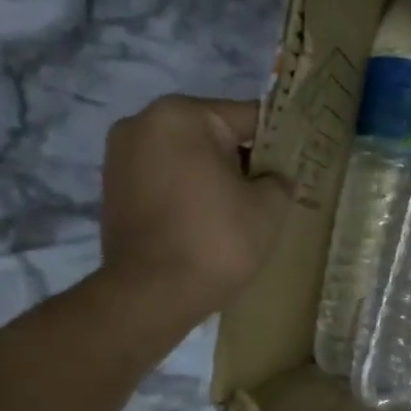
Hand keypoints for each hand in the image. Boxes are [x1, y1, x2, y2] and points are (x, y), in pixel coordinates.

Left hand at [98, 95, 289, 314]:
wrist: (151, 295)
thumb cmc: (216, 241)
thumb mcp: (269, 207)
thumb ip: (280, 179)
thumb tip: (276, 178)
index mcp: (181, 116)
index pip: (248, 116)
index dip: (279, 142)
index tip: (296, 166)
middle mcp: (143, 123)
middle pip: (213, 134)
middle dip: (243, 160)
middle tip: (270, 193)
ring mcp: (121, 156)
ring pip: (188, 157)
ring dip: (214, 176)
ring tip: (239, 211)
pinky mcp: (113, 188)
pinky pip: (165, 178)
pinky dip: (188, 192)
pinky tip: (208, 221)